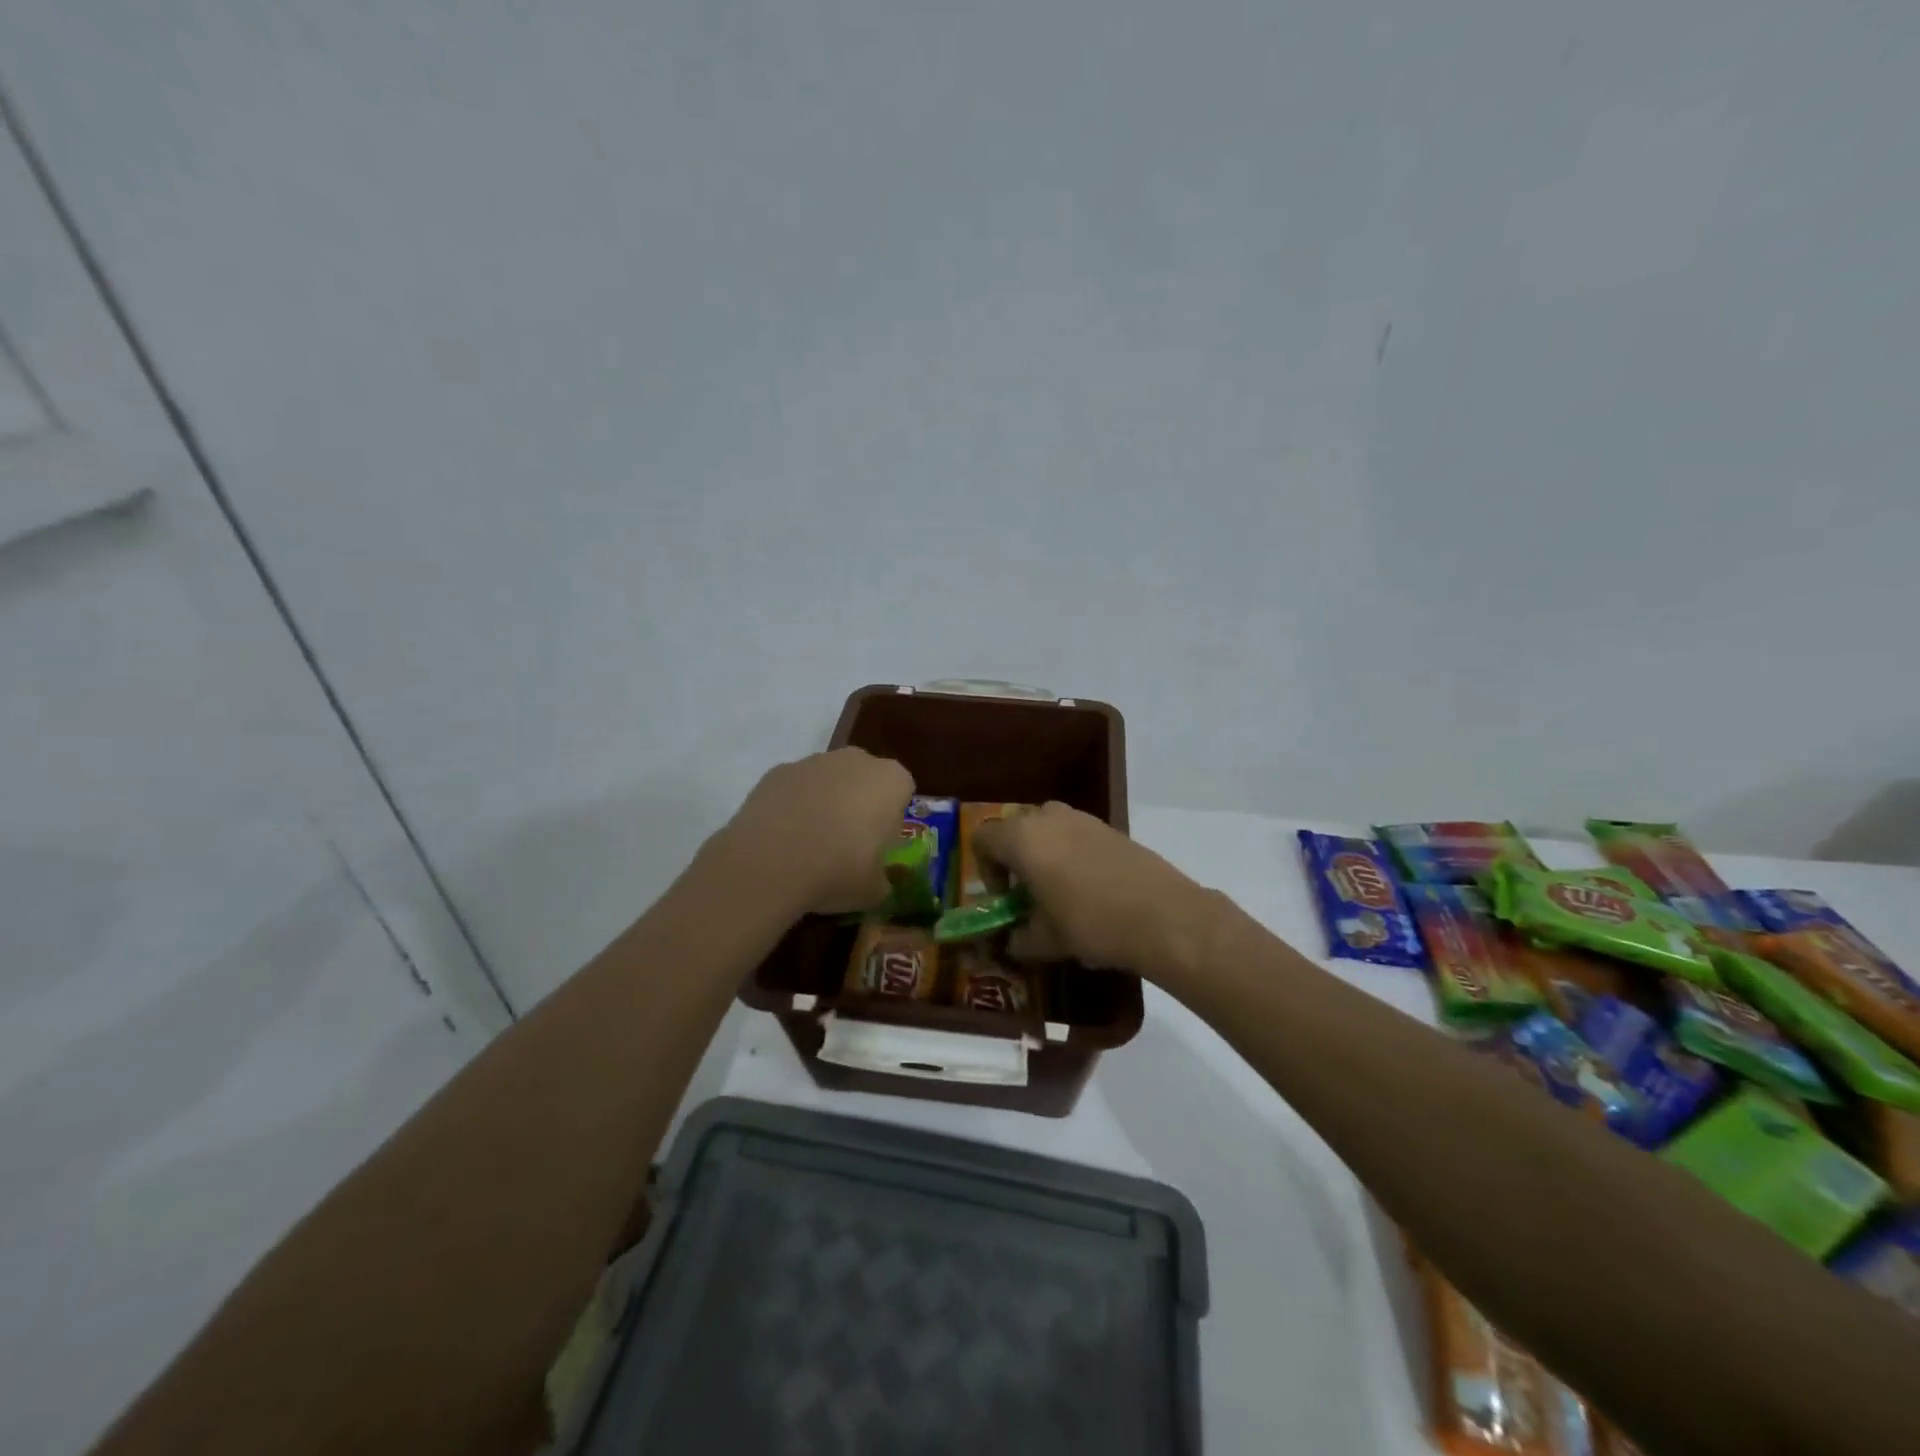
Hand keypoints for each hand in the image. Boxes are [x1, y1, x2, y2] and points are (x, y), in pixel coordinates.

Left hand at [720, 748, 915, 915]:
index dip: (891, 820)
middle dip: (859, 805)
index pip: (902, 792)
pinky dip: (793, 807)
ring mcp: (814, 761)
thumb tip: (877, 882)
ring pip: (828, 781)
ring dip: (824, 804)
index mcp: (891, 780)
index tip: (879, 847)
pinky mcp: (777, 771)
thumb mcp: (875, 890)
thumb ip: (883, 880)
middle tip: (847, 845)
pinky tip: (782, 839)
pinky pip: (795, 788)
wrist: (771, 862)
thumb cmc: (839, 870)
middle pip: (865, 780)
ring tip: (809, 846)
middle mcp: (857, 760)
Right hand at [971, 802, 1222, 980]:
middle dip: (1014, 857)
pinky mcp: (1110, 827)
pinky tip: (1089, 887)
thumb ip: (1018, 939)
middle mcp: (1047, 817)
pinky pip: (1076, 833)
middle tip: (1027, 892)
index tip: (1005, 898)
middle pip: (1015, 828)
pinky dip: (1071, 852)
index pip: (982, 839)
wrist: (1163, 915)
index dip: (985, 869)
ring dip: (1043, 852)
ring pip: (1047, 827)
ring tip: (1058, 889)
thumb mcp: (1046, 941)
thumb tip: (1010, 943)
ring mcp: (1082, 818)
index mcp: (1022, 838)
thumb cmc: (1090, 923)